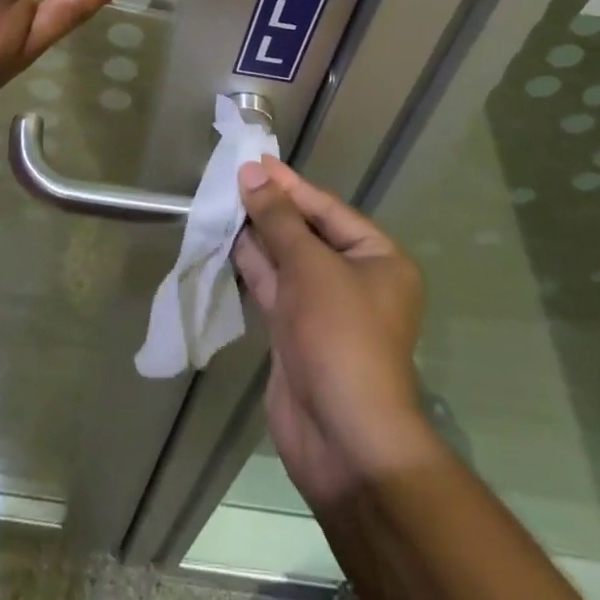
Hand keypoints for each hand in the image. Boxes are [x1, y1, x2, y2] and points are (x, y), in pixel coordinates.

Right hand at [234, 157, 431, 507]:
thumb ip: (278, 218)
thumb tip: (252, 172)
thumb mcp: (310, 266)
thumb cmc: (339, 335)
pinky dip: (252, 265)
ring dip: (256, 234)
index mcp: (378, 258)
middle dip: (270, 208)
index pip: (327, 209)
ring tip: (221, 202)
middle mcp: (355, 279)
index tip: (254, 160)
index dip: (289, 185)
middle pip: (307, 232)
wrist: (343, 440)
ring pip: (286, 260)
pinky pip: (274, 287)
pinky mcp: (297, 333)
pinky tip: (225, 241)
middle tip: (231, 178)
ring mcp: (325, 309)